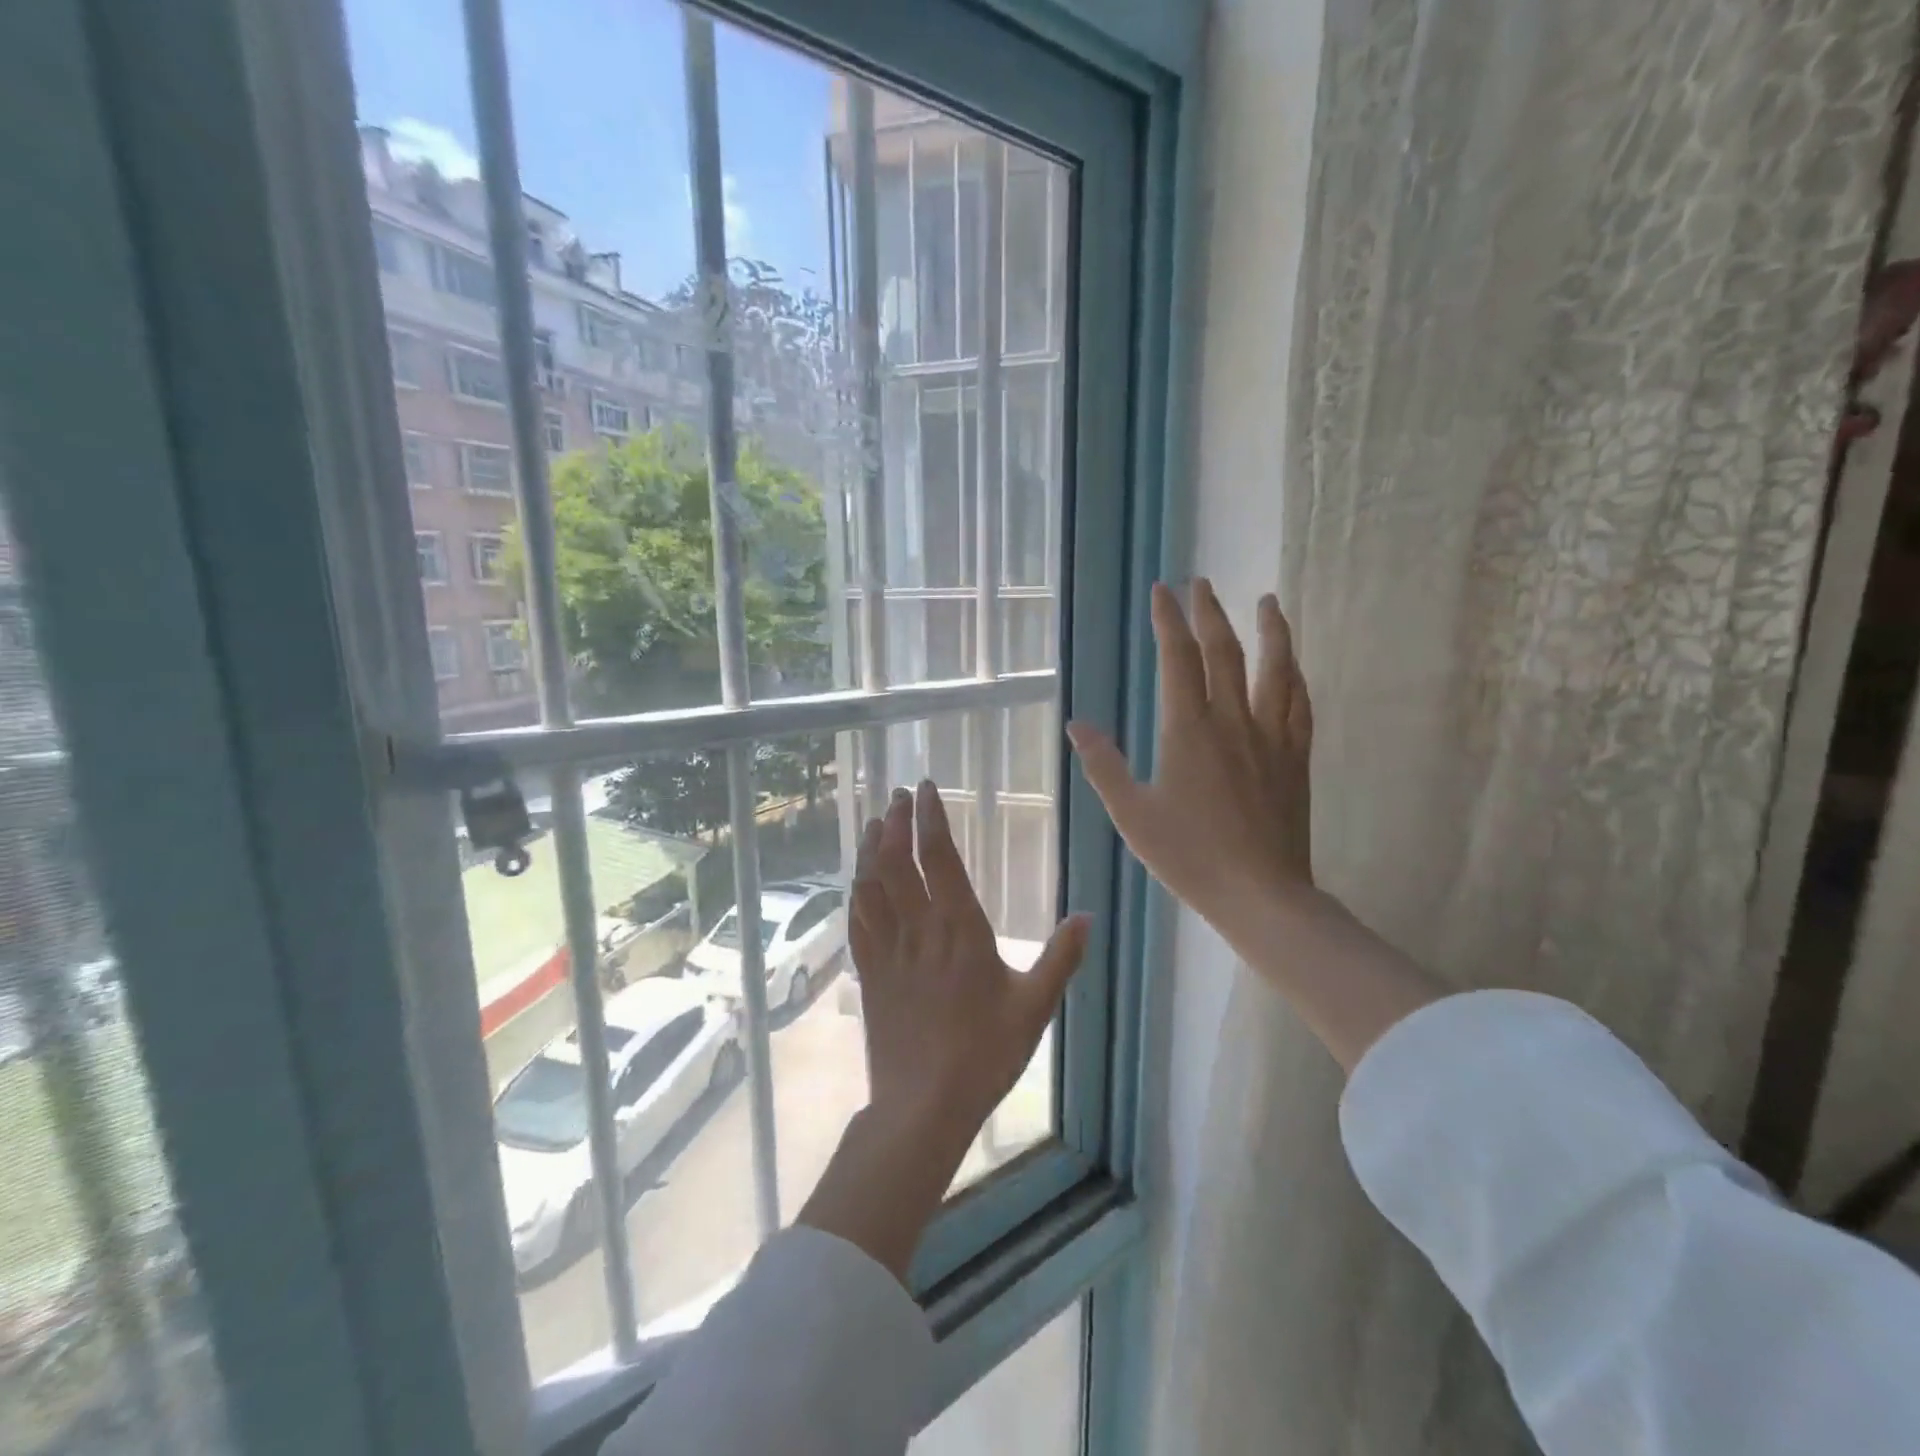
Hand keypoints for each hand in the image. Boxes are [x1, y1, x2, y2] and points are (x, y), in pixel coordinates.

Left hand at [796, 782, 1087, 1280]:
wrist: (923, 1106)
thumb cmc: (984, 1055)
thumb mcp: (1034, 1008)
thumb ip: (1060, 959)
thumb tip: (1085, 916)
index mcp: (959, 930)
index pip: (940, 859)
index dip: (932, 819)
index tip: (928, 789)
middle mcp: (918, 930)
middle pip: (898, 862)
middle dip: (896, 822)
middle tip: (899, 796)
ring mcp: (887, 951)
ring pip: (871, 885)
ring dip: (871, 849)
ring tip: (874, 823)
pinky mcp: (869, 974)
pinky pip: (858, 921)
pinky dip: (857, 892)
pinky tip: (858, 881)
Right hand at [1068, 579, 1312, 937]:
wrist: (1260, 895)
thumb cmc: (1188, 856)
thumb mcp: (1131, 814)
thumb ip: (1103, 765)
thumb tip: (1077, 724)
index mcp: (1188, 731)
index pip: (1178, 659)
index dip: (1168, 621)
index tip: (1162, 591)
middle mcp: (1233, 722)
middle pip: (1225, 652)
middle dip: (1210, 612)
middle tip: (1201, 583)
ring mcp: (1271, 738)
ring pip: (1275, 670)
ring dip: (1270, 631)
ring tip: (1267, 602)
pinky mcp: (1295, 760)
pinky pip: (1300, 706)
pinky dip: (1296, 677)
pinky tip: (1293, 667)